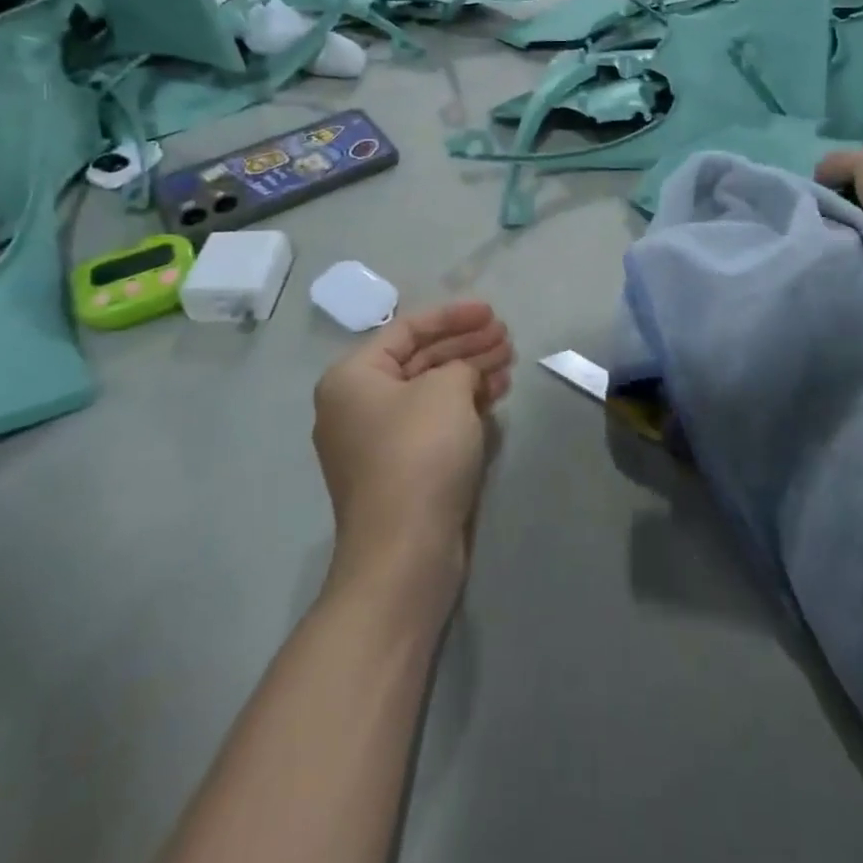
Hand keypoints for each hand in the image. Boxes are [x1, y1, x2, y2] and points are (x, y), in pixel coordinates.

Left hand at [313, 302, 513, 599]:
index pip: (407, 329)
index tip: (491, 311)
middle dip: (465, 344)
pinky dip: (463, 405)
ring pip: (430, 392)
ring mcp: (377, 440)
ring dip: (469, 373)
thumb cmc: (419, 454)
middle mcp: (356, 404)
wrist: (405, 552)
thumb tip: (465, 375)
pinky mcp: (400, 469)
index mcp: (352, 377)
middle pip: (419, 359)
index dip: (452, 315)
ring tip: (509, 360)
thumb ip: (460, 366)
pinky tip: (495, 394)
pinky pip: (433, 421)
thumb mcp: (446, 391)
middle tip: (506, 336)